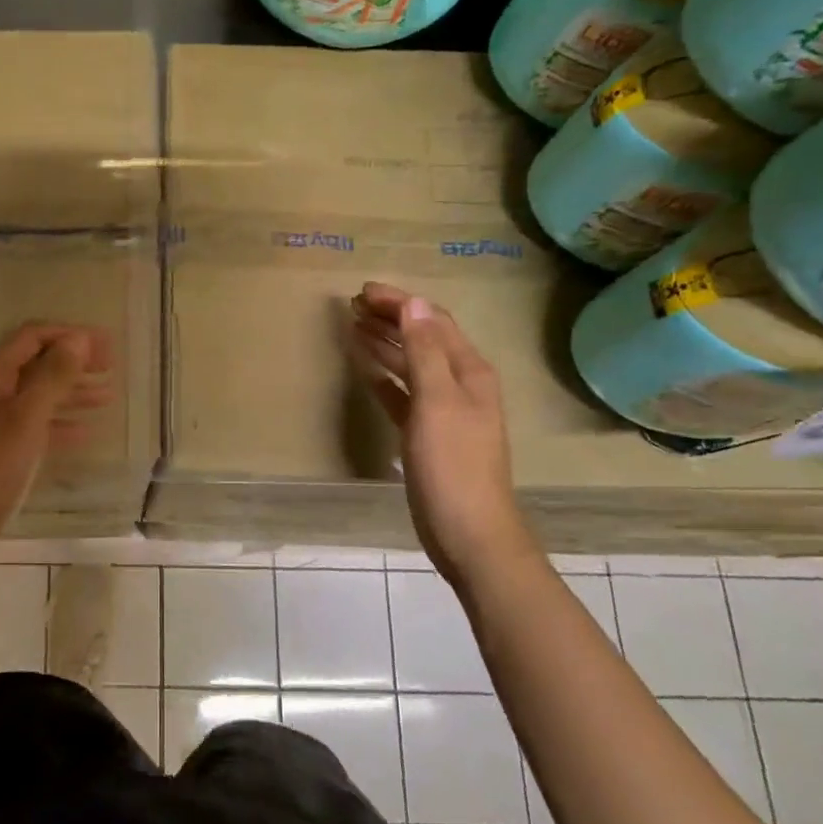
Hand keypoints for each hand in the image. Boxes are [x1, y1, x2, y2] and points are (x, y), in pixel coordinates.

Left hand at [0, 322, 112, 557]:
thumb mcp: (26, 418)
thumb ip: (53, 376)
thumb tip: (79, 338)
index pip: (33, 337)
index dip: (70, 335)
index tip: (106, 345)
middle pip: (37, 363)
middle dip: (74, 361)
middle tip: (112, 366)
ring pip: (38, 395)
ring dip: (72, 391)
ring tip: (108, 396)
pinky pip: (34, 425)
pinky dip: (60, 423)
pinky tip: (86, 432)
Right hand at [347, 282, 534, 578]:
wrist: (469, 533)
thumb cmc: (453, 465)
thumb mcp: (438, 403)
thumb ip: (425, 352)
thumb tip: (413, 304)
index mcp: (469, 371)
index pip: (432, 322)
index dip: (400, 303)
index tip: (363, 290)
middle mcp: (460, 384)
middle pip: (423, 339)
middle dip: (391, 318)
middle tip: (353, 304)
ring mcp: (444, 410)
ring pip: (411, 365)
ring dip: (385, 343)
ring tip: (353, 326)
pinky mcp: (426, 434)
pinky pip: (402, 394)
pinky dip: (383, 377)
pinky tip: (363, 369)